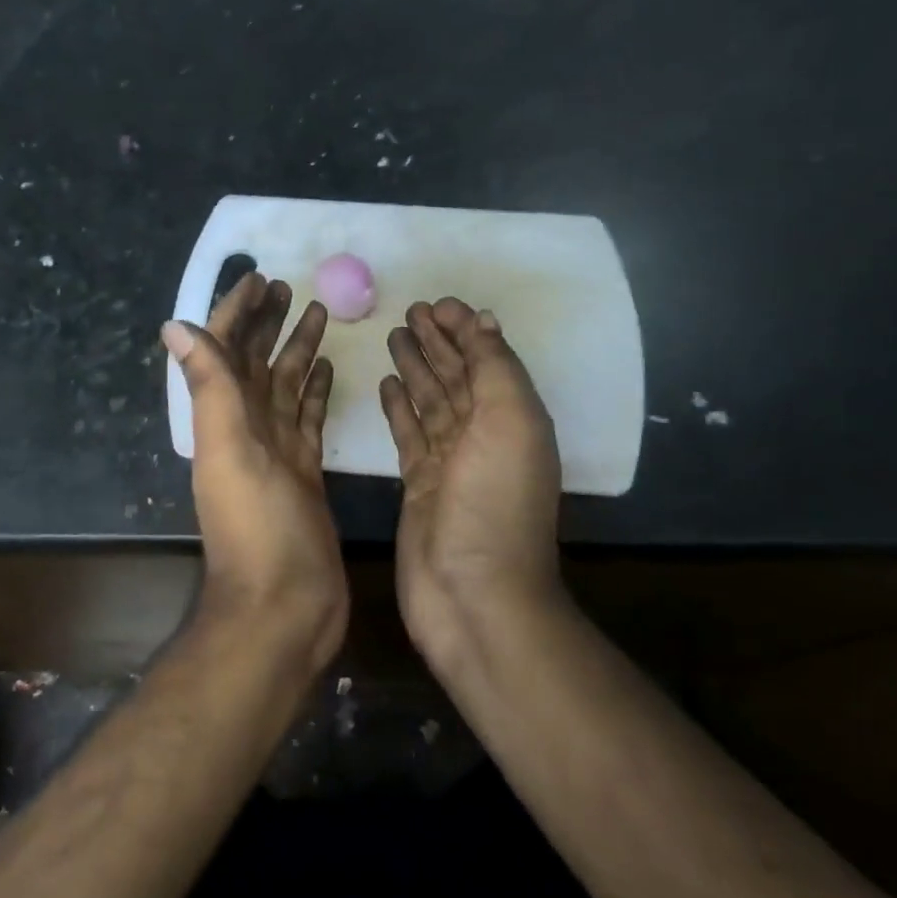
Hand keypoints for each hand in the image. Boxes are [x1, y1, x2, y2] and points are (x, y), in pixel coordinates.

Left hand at [164, 273, 345, 672]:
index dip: (236, 311)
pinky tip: (328, 369)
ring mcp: (278, 450)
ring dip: (296, 348)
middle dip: (267, 321)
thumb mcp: (229, 450)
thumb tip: (174, 324)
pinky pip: (308, 418)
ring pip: (285, 385)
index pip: (225, 349)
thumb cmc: (257, 527)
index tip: (257, 276)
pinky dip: (315, 391)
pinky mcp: (306, 470)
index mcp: (224, 418)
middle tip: (289, 286)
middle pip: (256, 361)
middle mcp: (246, 428)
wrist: (285, 605)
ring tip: (318, 312)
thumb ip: (208, 387)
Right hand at [379, 298, 565, 669]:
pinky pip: (408, 433)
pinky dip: (398, 407)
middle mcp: (482, 435)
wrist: (472, 593)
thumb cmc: (494, 503)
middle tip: (409, 311)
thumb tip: (483, 321)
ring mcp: (448, 461)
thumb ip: (495, 369)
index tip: (437, 304)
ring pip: (429, 401)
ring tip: (394, 336)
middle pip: (456, 376)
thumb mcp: (510, 422)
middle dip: (437, 343)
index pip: (485, 360)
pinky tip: (385, 383)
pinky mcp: (418, 483)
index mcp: (511, 418)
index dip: (464, 330)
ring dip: (415, 368)